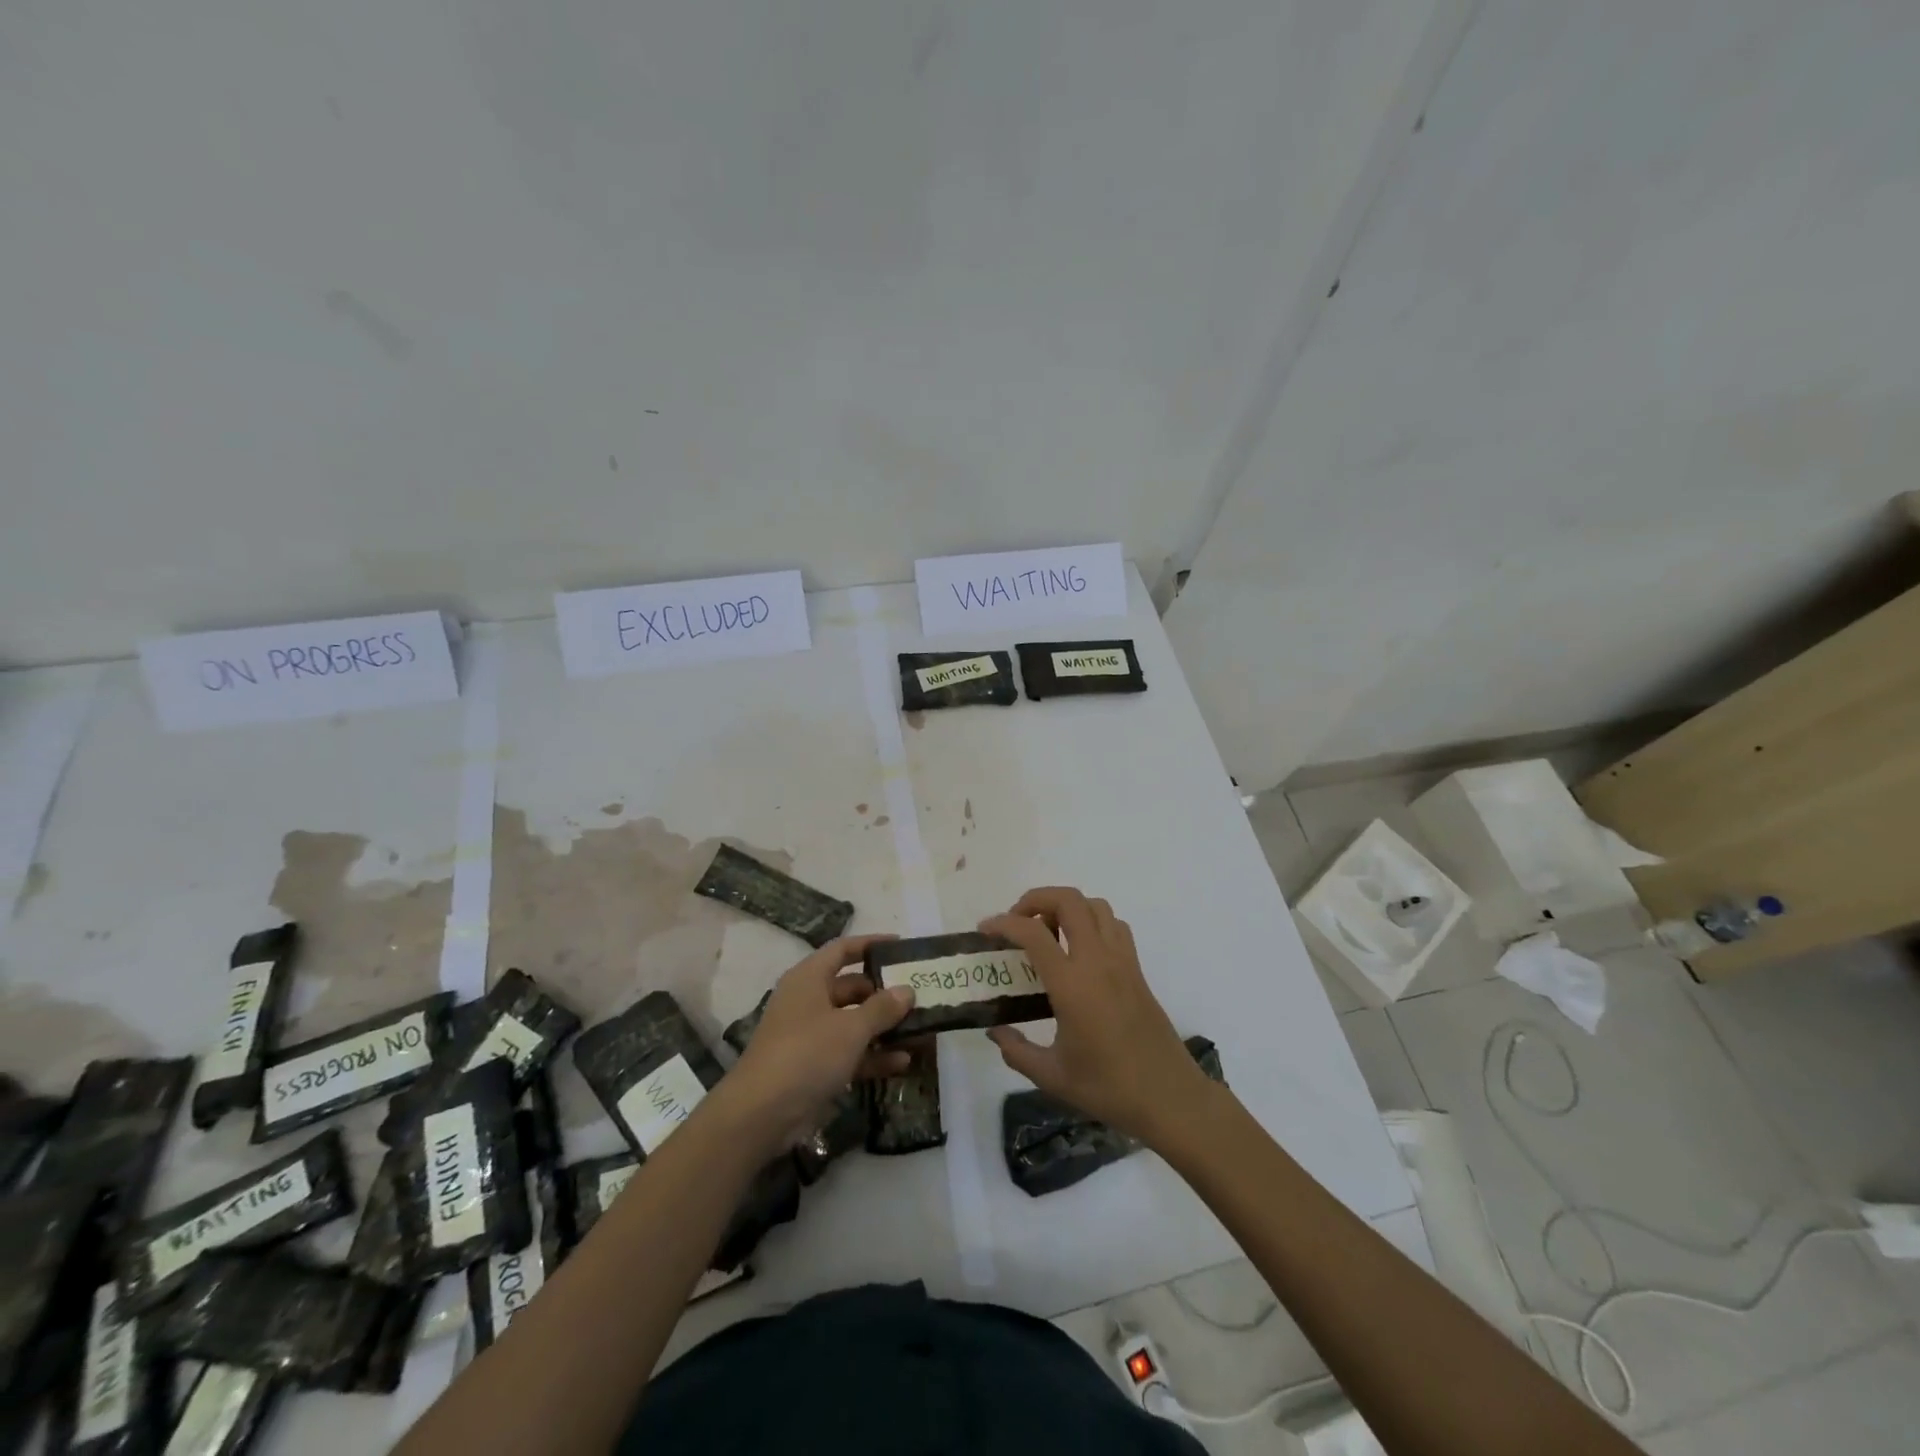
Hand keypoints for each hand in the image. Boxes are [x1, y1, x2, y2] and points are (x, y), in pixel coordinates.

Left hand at [718, 935, 914, 1155]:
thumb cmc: (806, 1054)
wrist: (761, 1114)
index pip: (843, 950)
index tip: (902, 946)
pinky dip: (874, 1056)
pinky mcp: (815, 1067)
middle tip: (920, 996)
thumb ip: (882, 1008)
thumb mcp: (850, 1028)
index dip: (871, 944)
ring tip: (921, 1030)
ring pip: (854, 1023)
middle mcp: (809, 1001)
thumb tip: (907, 991)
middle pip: (853, 988)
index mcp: (809, 978)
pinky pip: (851, 1053)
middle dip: (885, 993)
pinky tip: (904, 1062)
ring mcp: (811, 1036)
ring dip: (884, 1028)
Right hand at [982, 888, 1214, 1144]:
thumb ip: (1016, 1051)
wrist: (1170, 1098)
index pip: (1033, 933)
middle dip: (1036, 899)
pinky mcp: (1137, 969)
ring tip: (1049, 933)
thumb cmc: (1108, 1088)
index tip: (985, 930)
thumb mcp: (1052, 1076)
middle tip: (1018, 922)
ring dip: (1067, 906)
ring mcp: (1122, 961)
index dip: (1003, 923)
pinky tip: (1080, 950)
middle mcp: (1097, 961)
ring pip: (1095, 906)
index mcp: (1072, 984)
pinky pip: (1114, 926)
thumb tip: (995, 1031)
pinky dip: (1092, 921)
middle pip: (1068, 900)